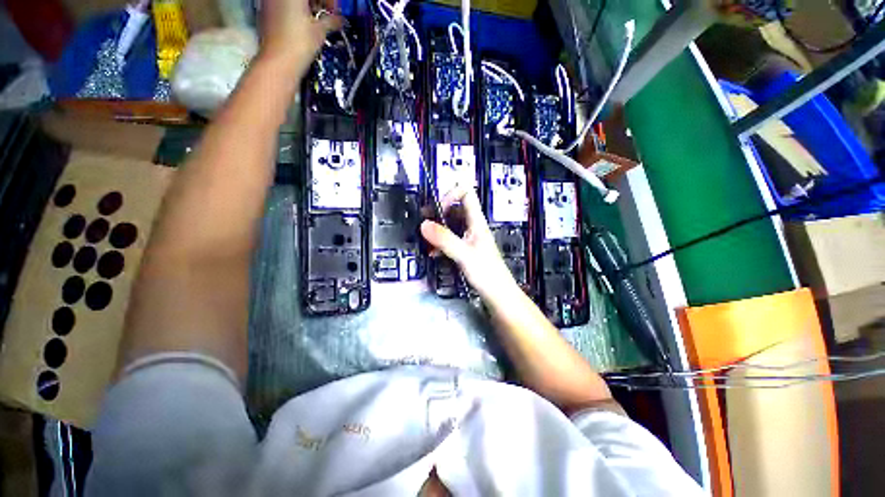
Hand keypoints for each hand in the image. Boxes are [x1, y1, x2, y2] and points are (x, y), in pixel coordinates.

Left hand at [259, 0, 340, 59]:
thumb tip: (338, 20)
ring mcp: (270, 2)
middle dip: (318, 3)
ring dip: (307, 7)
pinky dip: (295, 12)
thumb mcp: (320, 31)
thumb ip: (331, 21)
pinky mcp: (266, 12)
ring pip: (294, 1)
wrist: (278, 61)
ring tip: (316, 23)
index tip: (335, 11)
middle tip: (327, 16)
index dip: (330, 1)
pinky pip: (284, 6)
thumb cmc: (297, 45)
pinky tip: (304, 26)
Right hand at [420, 186, 520, 303]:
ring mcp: (469, 239)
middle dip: (439, 212)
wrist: (498, 295)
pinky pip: (451, 240)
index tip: (438, 208)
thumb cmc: (486, 273)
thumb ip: (444, 239)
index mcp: (477, 222)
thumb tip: (423, 224)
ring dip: (438, 229)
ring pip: (451, 225)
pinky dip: (441, 243)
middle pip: (456, 208)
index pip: (467, 193)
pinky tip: (433, 254)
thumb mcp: (463, 254)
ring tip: (425, 238)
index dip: (451, 194)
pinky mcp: (466, 250)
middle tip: (424, 220)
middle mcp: (473, 226)